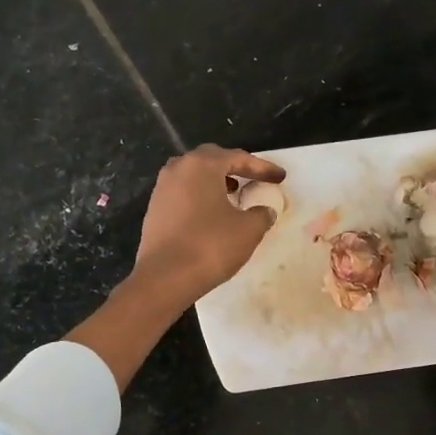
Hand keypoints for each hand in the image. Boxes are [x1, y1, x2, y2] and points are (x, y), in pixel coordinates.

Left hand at [129, 145, 285, 306]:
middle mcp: (178, 169)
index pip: (238, 157)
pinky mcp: (155, 209)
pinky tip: (211, 214)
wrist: (165, 277)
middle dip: (235, 167)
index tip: (280, 177)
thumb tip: (264, 211)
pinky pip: (183, 193)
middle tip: (253, 179)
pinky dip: (201, 197)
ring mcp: (162, 189)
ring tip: (233, 195)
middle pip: (212, 160)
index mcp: (202, 165)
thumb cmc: (210, 246)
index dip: (262, 168)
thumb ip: (261, 214)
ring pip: (194, 176)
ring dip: (215, 181)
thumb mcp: (248, 230)